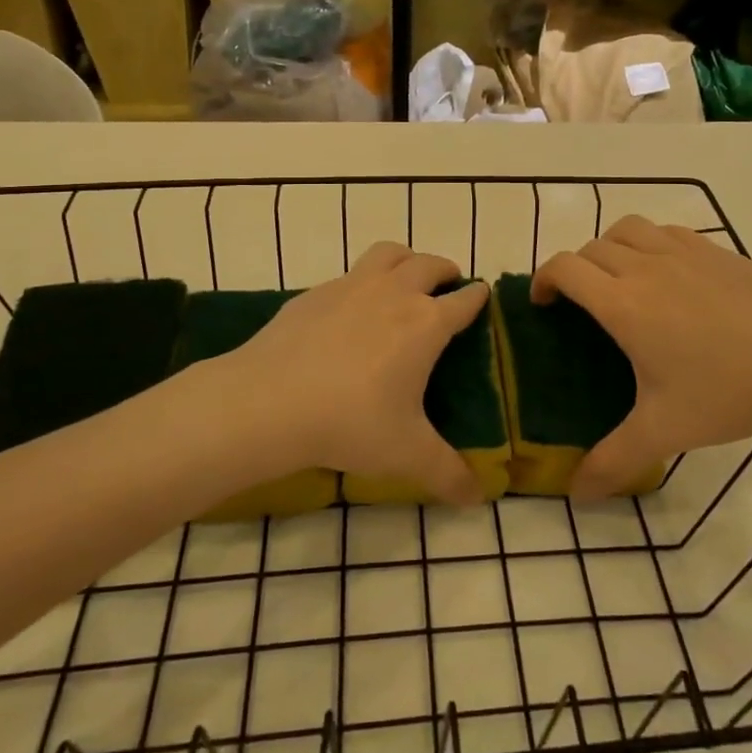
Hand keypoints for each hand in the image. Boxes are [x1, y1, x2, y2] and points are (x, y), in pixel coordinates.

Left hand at [212, 244, 489, 504]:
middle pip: (429, 264)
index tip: (482, 295)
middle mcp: (394, 293)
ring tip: (406, 277)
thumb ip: (447, 474)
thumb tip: (478, 498)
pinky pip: (349, 274)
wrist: (269, 402)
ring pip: (389, 253)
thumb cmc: (350, 422)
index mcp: (425, 324)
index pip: (464, 301)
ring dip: (406, 259)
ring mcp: (352, 287)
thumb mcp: (406, 454)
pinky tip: (350, 310)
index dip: (477, 297)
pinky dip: (362, 281)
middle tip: (448, 285)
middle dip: (445, 270)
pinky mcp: (315, 293)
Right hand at [532, 216, 751, 499]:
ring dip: (609, 247)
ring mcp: (683, 251)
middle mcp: (645, 266)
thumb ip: (614, 461)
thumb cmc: (729, 392)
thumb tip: (576, 494)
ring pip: (627, 228)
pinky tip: (667, 275)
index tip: (543, 304)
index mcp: (623, 303)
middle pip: (591, 247)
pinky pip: (665, 231)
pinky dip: (649, 243)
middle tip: (581, 305)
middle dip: (574, 270)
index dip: (543, 279)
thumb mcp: (665, 431)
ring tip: (618, 280)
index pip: (564, 268)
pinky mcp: (715, 249)